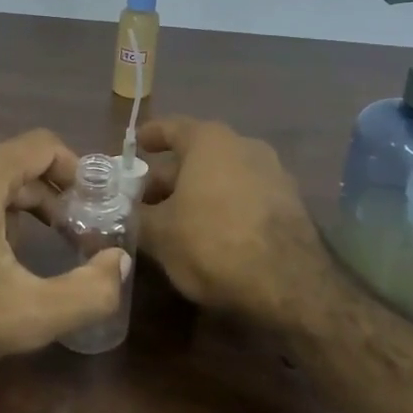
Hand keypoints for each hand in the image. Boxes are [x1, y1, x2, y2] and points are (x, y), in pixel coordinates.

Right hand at [137, 117, 335, 329]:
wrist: (290, 285)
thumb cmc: (213, 242)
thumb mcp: (160, 234)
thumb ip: (137, 217)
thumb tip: (122, 213)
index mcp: (210, 141)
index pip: (171, 127)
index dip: (150, 136)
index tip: (135, 146)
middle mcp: (244, 146)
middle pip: (197, 155)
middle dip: (169, 177)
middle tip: (144, 200)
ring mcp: (273, 174)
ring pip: (222, 177)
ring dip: (197, 193)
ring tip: (174, 220)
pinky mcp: (291, 205)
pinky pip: (245, 197)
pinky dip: (223, 208)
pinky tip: (209, 235)